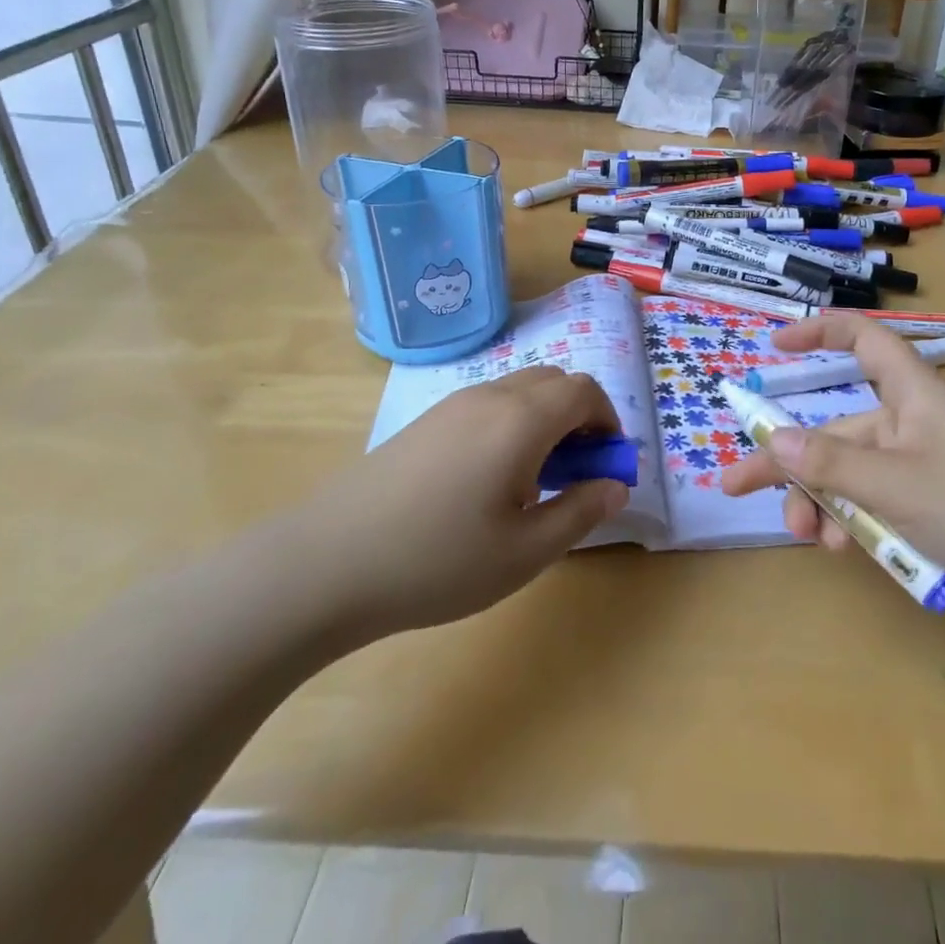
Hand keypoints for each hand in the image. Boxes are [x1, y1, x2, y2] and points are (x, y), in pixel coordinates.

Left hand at [290, 367, 629, 641]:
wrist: (328, 562)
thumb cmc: (438, 561)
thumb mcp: (524, 552)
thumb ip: (580, 513)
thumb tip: (616, 486)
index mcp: (521, 419)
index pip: (584, 390)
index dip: (608, 420)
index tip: (606, 464)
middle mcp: (491, 396)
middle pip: (554, 381)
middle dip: (578, 416)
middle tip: (574, 471)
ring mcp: (453, 404)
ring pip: (519, 389)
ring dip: (544, 419)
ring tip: (531, 481)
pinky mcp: (425, 420)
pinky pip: (487, 404)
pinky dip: (511, 423)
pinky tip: (486, 481)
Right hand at [721, 315, 944, 633]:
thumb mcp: (898, 483)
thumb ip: (832, 464)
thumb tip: (774, 440)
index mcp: (912, 395)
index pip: (861, 340)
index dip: (819, 333)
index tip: (775, 345)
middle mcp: (914, 427)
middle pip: (838, 431)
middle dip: (792, 463)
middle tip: (739, 487)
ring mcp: (926, 473)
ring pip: (855, 479)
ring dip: (824, 504)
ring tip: (809, 539)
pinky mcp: (939, 516)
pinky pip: (882, 510)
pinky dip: (859, 528)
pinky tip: (851, 553)